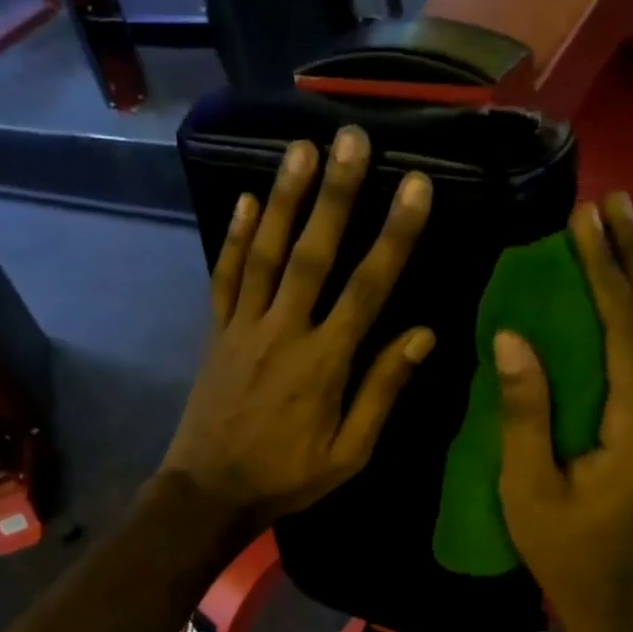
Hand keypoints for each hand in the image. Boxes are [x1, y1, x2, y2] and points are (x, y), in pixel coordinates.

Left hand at [159, 126, 435, 531]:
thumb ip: (383, 390)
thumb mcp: (349, 452)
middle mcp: (284, 331)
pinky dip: (233, 238)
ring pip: (265, 253)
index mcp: (325, 362)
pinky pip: (224, 277)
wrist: (209, 492)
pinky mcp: (216, 332)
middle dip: (336, 194)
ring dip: (285, 199)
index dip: (394, 235)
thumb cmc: (287, 477)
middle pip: (313, 254)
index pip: (368, 288)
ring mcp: (244, 327)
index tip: (415, 186)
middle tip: (352, 139)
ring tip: (301, 148)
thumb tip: (423, 334)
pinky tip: (246, 199)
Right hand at [495, 191, 632, 631]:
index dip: (606, 272)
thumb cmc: (567, 556)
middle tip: (614, 204)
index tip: (585, 222)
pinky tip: (621, 297)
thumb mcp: (529, 490)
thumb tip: (511, 338)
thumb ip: (524, 413)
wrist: (623, 608)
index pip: (626, 334)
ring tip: (620, 232)